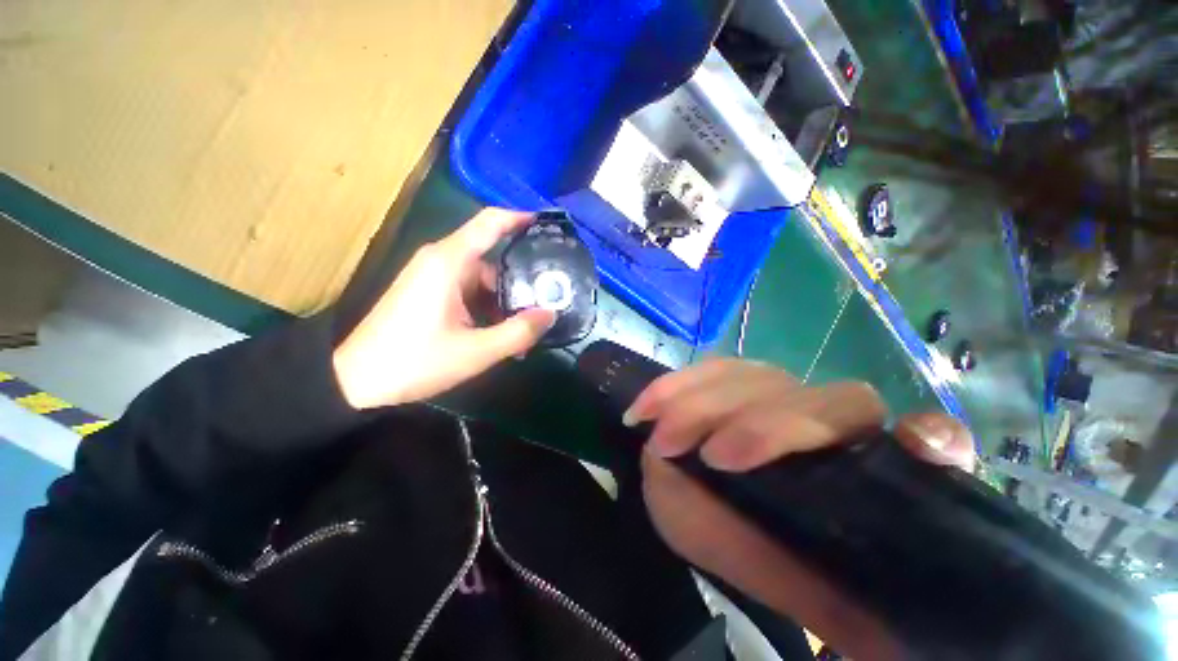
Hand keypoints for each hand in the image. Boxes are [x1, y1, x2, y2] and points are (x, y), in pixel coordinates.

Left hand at [333, 209, 555, 409]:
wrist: (355, 382)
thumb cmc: (415, 361)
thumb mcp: (476, 351)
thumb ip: (518, 332)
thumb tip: (550, 314)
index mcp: (448, 262)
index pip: (490, 222)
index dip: (521, 218)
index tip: (549, 225)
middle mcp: (440, 260)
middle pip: (492, 258)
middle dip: (519, 281)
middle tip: (546, 301)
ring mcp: (432, 276)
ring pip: (482, 279)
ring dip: (504, 300)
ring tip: (525, 327)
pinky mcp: (428, 292)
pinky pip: (468, 291)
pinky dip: (487, 307)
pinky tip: (499, 332)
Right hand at [628, 360, 974, 660]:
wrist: (738, 533)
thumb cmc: (789, 571)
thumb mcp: (828, 601)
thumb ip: (861, 599)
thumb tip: (877, 566)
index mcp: (880, 475)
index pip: (930, 438)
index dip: (930, 438)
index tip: (903, 449)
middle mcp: (835, 422)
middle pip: (827, 401)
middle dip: (765, 425)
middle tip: (706, 456)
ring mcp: (781, 394)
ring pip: (757, 377)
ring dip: (703, 403)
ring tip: (662, 436)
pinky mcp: (736, 383)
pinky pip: (708, 371)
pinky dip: (674, 386)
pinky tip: (648, 406)